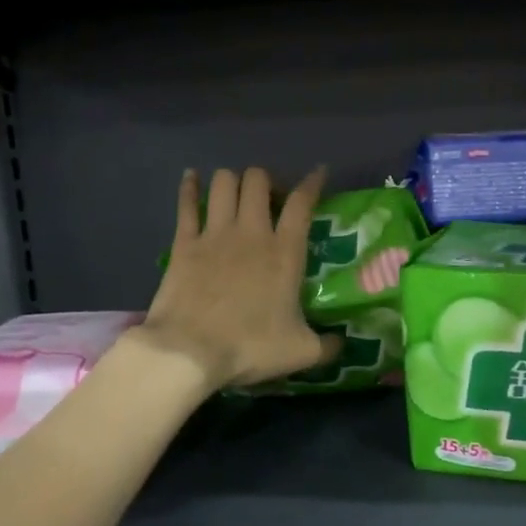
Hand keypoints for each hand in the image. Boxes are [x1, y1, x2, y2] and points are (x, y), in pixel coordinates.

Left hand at [138, 166, 340, 389]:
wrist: (189, 351)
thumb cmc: (250, 348)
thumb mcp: (300, 352)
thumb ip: (327, 346)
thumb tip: (342, 344)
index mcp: (285, 252)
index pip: (302, 203)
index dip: (312, 183)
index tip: (318, 173)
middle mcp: (251, 233)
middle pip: (259, 181)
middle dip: (267, 181)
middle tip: (270, 199)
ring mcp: (214, 234)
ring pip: (224, 183)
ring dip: (233, 182)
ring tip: (237, 194)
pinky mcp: (183, 243)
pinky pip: (186, 203)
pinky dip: (189, 187)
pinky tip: (192, 178)